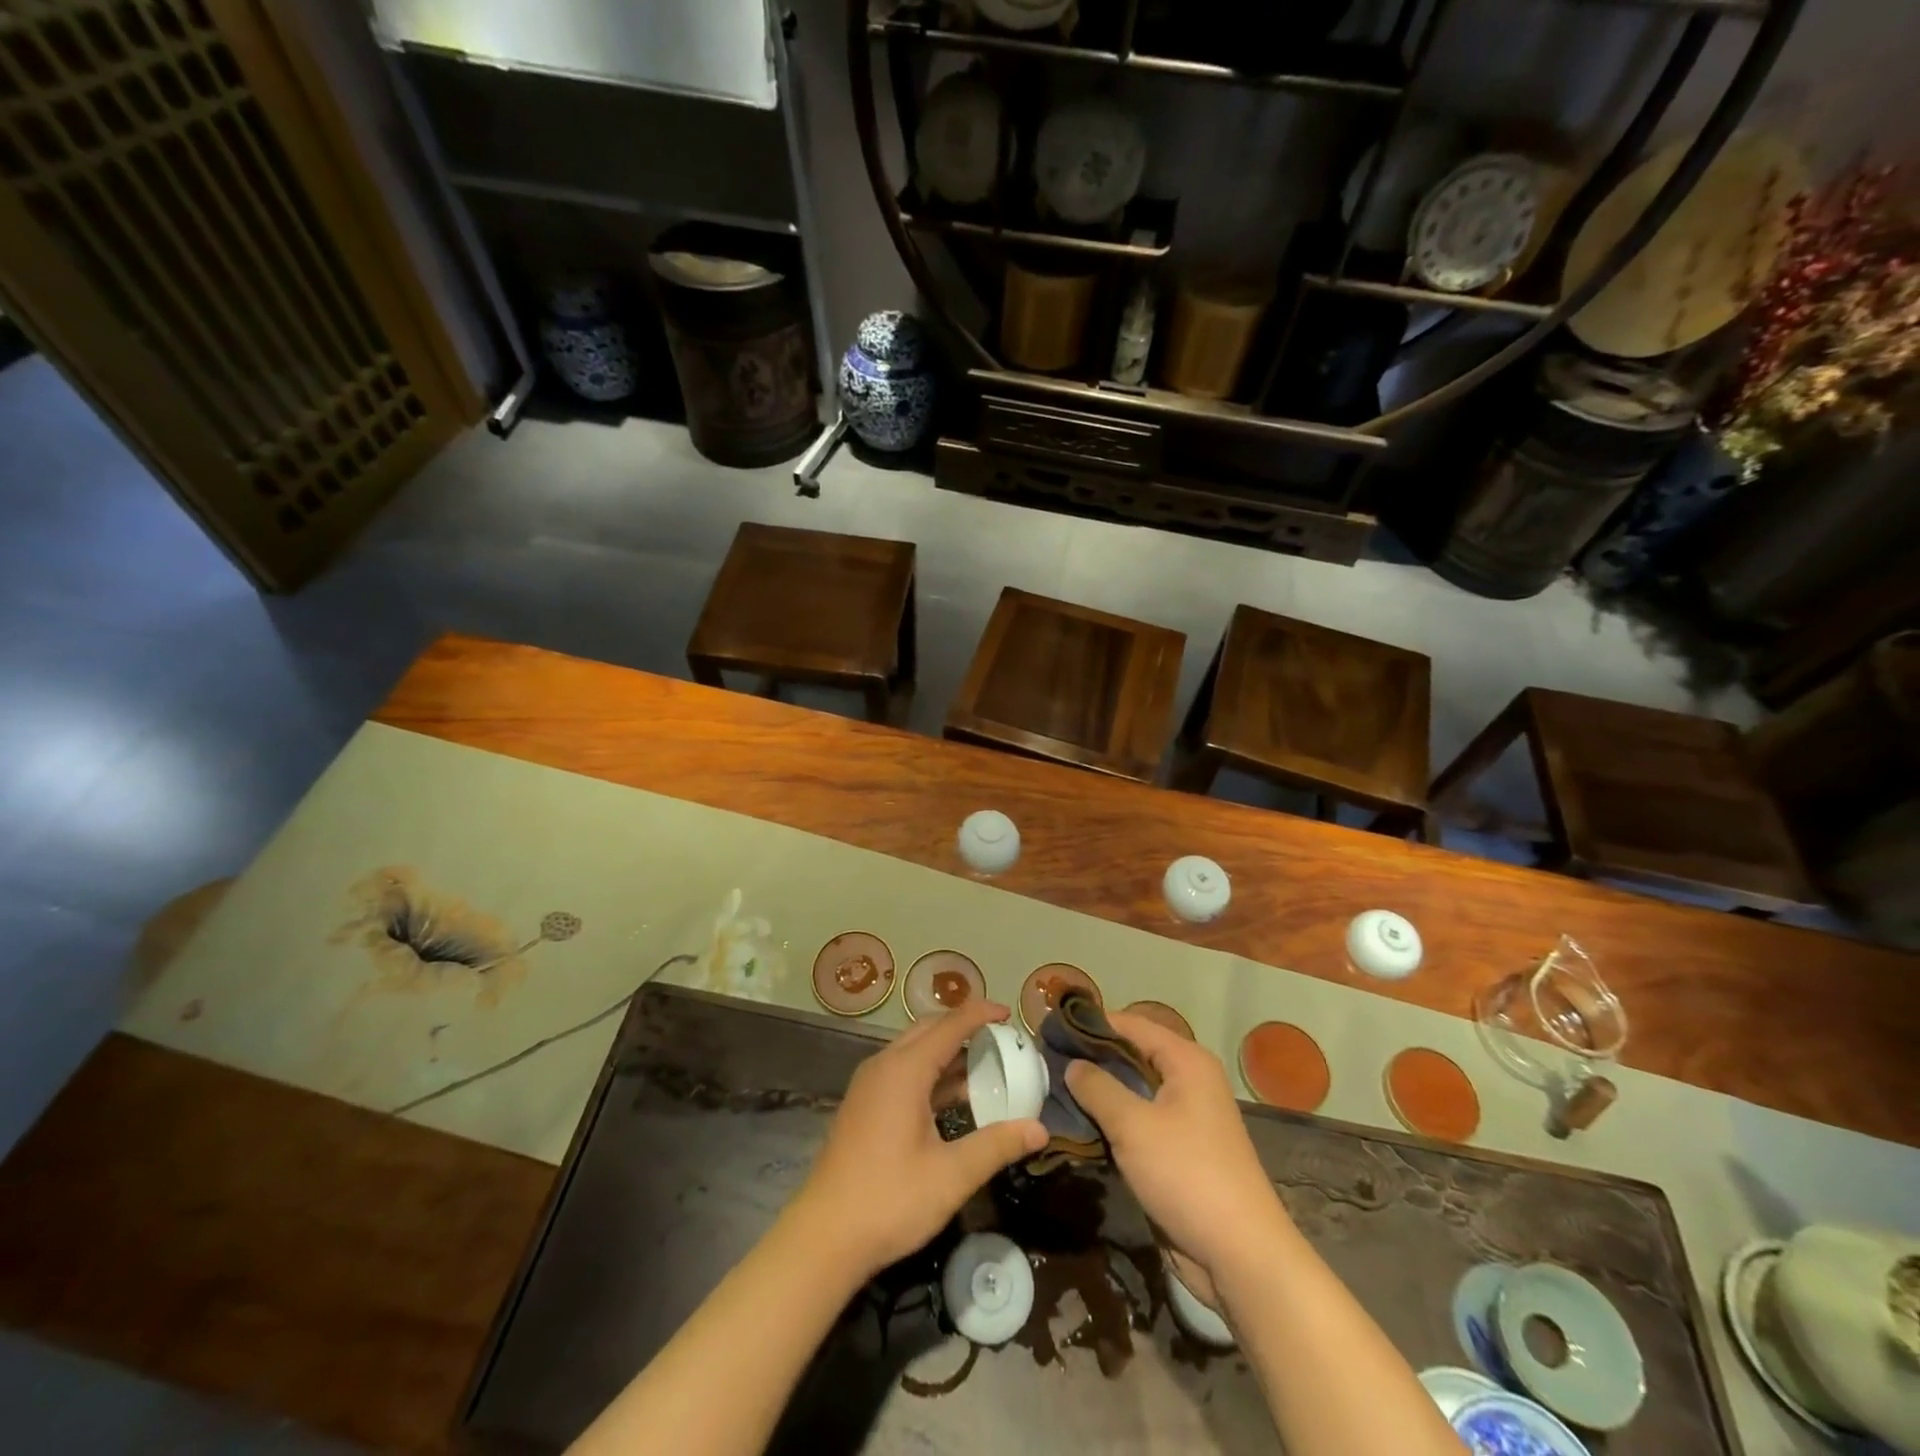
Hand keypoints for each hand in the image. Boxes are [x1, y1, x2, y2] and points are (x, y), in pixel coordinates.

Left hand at [790, 999, 1046, 1280]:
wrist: (824, 1237)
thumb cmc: (889, 1200)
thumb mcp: (951, 1175)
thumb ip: (996, 1145)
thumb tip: (1040, 1129)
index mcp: (904, 1070)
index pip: (950, 1025)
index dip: (980, 1014)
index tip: (1009, 1013)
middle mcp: (884, 1065)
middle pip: (929, 1029)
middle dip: (964, 1027)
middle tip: (1000, 1039)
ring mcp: (869, 1085)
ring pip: (914, 1050)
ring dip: (947, 1052)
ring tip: (985, 1067)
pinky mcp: (864, 1105)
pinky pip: (902, 1070)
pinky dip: (931, 1072)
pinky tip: (953, 1099)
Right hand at [1066, 1011, 1290, 1282]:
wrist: (1240, 1255)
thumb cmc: (1187, 1175)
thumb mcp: (1133, 1125)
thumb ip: (1098, 1088)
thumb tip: (1072, 1064)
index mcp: (1186, 1061)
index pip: (1131, 1024)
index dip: (1092, 1024)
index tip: (1052, 1029)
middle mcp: (1189, 1080)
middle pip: (1132, 1055)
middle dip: (1092, 1059)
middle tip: (1047, 1062)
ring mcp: (1186, 1116)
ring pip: (1133, 1090)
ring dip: (1100, 1092)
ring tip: (1053, 1090)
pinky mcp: (1179, 1149)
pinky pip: (1139, 1120)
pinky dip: (1112, 1120)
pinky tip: (1079, 1124)